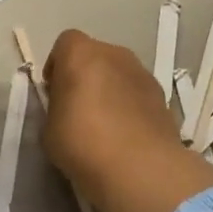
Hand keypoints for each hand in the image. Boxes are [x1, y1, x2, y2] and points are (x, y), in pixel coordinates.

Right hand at [43, 29, 212, 211]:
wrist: (140, 168)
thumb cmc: (82, 142)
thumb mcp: (49, 127)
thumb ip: (56, 107)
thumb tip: (66, 106)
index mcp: (81, 54)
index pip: (65, 43)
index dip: (57, 64)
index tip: (54, 90)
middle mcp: (114, 54)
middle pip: (95, 55)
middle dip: (85, 74)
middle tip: (77, 106)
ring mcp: (143, 73)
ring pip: (119, 74)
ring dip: (110, 89)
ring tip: (104, 123)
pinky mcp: (163, 97)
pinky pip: (137, 94)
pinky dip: (130, 105)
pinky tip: (125, 134)